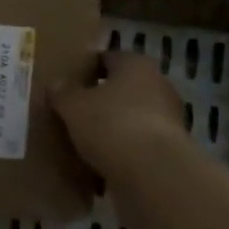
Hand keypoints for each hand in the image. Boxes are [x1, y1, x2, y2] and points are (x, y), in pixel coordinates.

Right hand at [52, 50, 189, 182]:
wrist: (153, 171)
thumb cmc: (111, 124)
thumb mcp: (74, 107)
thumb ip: (63, 93)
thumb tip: (56, 84)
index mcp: (135, 64)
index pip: (108, 58)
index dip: (88, 69)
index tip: (70, 84)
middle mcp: (158, 83)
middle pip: (124, 87)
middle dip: (104, 99)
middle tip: (77, 112)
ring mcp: (170, 116)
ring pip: (134, 115)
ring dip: (116, 124)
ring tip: (89, 140)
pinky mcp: (172, 146)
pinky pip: (142, 141)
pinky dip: (127, 148)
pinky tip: (107, 161)